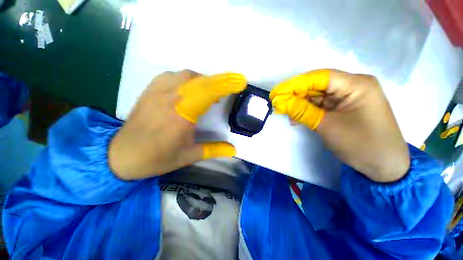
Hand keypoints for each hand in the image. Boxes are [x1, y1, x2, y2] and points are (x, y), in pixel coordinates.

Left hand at [109, 70, 246, 179]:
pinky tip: (188, 89)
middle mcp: (170, 100)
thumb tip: (234, 150)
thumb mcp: (189, 156)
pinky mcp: (149, 91)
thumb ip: (214, 150)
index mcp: (182, 116)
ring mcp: (157, 92)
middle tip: (228, 88)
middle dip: (219, 81)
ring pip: (186, 76)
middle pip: (199, 81)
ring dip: (202, 81)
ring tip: (208, 93)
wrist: (122, 155)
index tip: (239, 82)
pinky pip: (171, 76)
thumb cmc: (158, 158)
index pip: (207, 92)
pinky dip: (185, 79)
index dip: (225, 85)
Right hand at [270, 69, 409, 182]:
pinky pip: (322, 105)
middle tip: (278, 104)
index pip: (319, 77)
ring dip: (300, 104)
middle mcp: (353, 86)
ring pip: (317, 96)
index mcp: (357, 85)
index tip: (276, 93)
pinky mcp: (344, 108)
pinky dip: (308, 111)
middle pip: (317, 85)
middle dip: (295, 95)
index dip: (294, 84)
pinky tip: (297, 118)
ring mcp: (349, 97)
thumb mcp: (327, 126)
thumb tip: (280, 102)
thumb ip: (302, 111)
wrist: (385, 167)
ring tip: (286, 113)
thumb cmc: (361, 145)